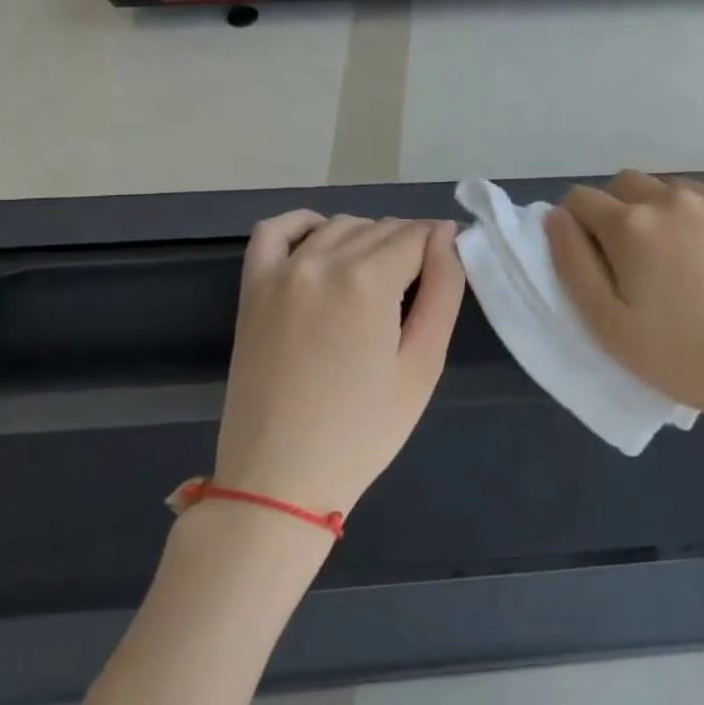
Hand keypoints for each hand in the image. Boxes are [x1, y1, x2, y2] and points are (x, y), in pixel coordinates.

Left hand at [216, 213, 464, 518]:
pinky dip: (305, 225)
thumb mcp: (424, 363)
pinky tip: (325, 243)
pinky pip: (276, 230)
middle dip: (411, 245)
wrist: (280, 479)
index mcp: (368, 280)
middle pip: (382, 228)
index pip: (418, 234)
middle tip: (422, 287)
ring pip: (339, 226)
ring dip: (369, 238)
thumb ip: (444, 290)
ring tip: (382, 279)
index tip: (451, 269)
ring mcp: (281, 272)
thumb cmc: (365, 429)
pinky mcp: (252, 289)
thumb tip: (448, 238)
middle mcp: (322, 261)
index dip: (442, 246)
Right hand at [545, 171, 703, 434]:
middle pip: (627, 185)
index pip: (581, 199)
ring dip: (665, 213)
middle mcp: (674, 196)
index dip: (577, 225)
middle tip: (636, 262)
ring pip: (674, 190)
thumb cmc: (683, 358)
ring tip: (685, 262)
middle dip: (619, 212)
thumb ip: (572, 263)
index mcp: (632, 224)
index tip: (593, 257)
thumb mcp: (608, 325)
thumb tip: (556, 216)